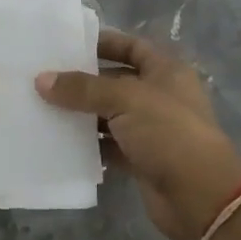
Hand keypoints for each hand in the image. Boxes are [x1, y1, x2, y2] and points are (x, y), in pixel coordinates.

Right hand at [36, 30, 240, 239]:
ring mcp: (152, 130)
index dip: (104, 43)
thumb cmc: (168, 132)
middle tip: (45, 77)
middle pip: (117, 81)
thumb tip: (41, 79)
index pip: (132, 47)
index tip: (69, 45)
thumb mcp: (124, 100)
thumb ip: (83, 89)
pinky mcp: (142, 159)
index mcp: (166, 71)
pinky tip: (59, 141)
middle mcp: (160, 96)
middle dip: (84, 81)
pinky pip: (109, 145)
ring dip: (82, 114)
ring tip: (44, 107)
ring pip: (110, 115)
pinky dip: (88, 144)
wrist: (199, 196)